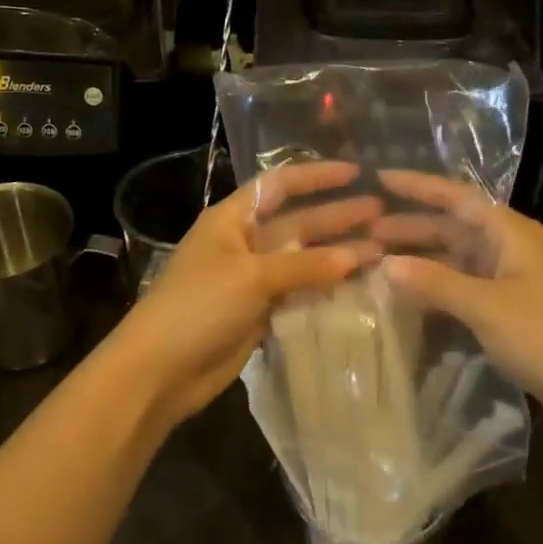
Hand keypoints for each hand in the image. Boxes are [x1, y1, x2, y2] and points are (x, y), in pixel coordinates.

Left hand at [109, 160, 383, 426]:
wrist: (159, 371)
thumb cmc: (198, 306)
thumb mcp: (251, 277)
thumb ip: (305, 266)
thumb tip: (358, 256)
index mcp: (233, 218)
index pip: (280, 185)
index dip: (317, 176)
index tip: (356, 173)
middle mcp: (245, 242)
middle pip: (298, 222)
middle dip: (337, 216)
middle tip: (384, 214)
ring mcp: (253, 279)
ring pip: (303, 260)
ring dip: (338, 255)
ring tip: (383, 249)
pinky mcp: (260, 312)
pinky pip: (300, 293)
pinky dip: (326, 289)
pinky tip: (359, 287)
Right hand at [372, 170, 542, 432]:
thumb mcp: (487, 307)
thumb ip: (435, 282)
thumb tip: (385, 264)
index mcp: (511, 233)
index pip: (456, 197)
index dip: (418, 186)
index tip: (378, 179)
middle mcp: (510, 248)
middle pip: (453, 227)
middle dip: (411, 225)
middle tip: (364, 229)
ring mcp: (511, 280)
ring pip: (456, 259)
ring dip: (421, 258)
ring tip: (376, 259)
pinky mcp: (510, 311)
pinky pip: (464, 287)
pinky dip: (436, 287)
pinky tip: (408, 297)